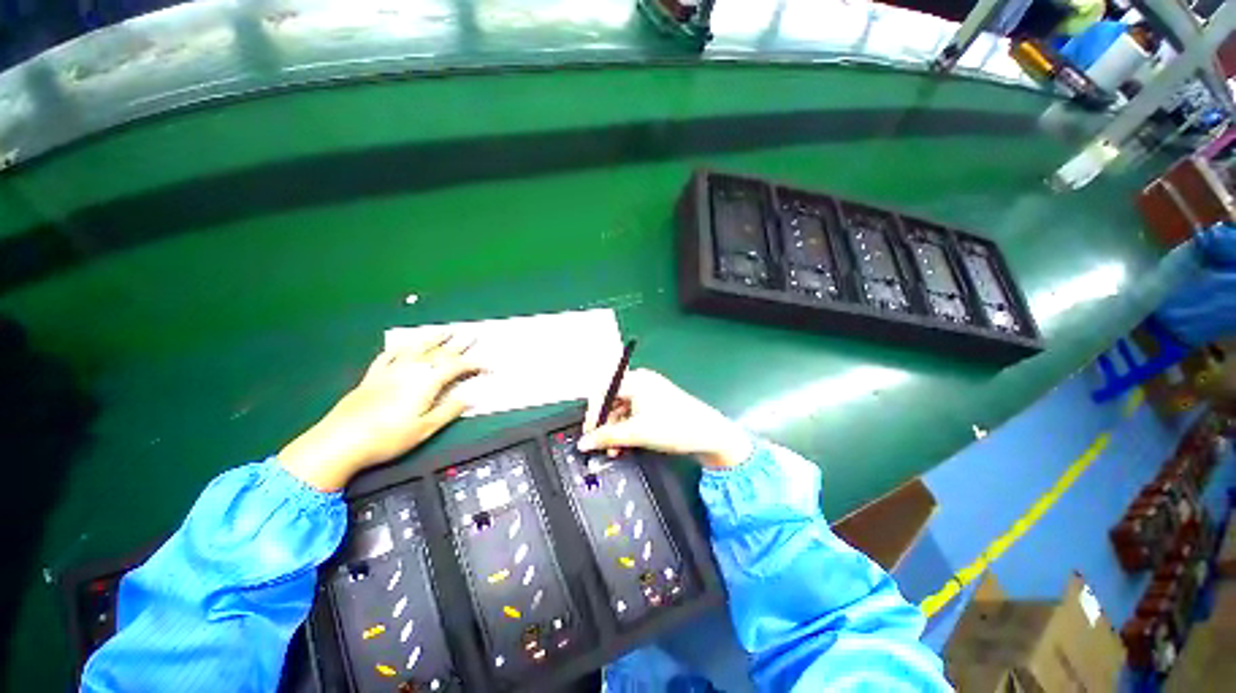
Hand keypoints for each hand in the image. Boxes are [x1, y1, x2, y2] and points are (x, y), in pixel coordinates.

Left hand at [278, 333, 480, 490]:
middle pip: (439, 353)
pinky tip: (404, 345)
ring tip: (445, 330)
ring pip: (416, 348)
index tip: (489, 367)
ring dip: (433, 338)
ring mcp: (390, 371)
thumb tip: (470, 398)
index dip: (475, 365)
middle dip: (459, 344)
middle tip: (472, 335)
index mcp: (426, 382)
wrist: (340, 442)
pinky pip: (388, 356)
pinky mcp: (372, 376)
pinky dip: (399, 348)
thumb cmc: (388, 437)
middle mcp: (410, 370)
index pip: (457, 367)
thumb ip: (449, 410)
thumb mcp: (425, 428)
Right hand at [577, 369, 751, 468]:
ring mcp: (649, 391)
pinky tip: (625, 443)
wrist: (709, 434)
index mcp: (636, 380)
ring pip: (622, 409)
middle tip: (601, 444)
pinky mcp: (656, 403)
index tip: (588, 433)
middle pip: (612, 400)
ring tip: (615, 449)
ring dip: (615, 429)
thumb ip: (606, 437)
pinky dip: (627, 427)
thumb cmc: (673, 427)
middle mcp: (641, 381)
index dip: (592, 412)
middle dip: (604, 423)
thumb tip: (583, 442)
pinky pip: (634, 412)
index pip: (603, 391)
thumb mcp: (636, 433)